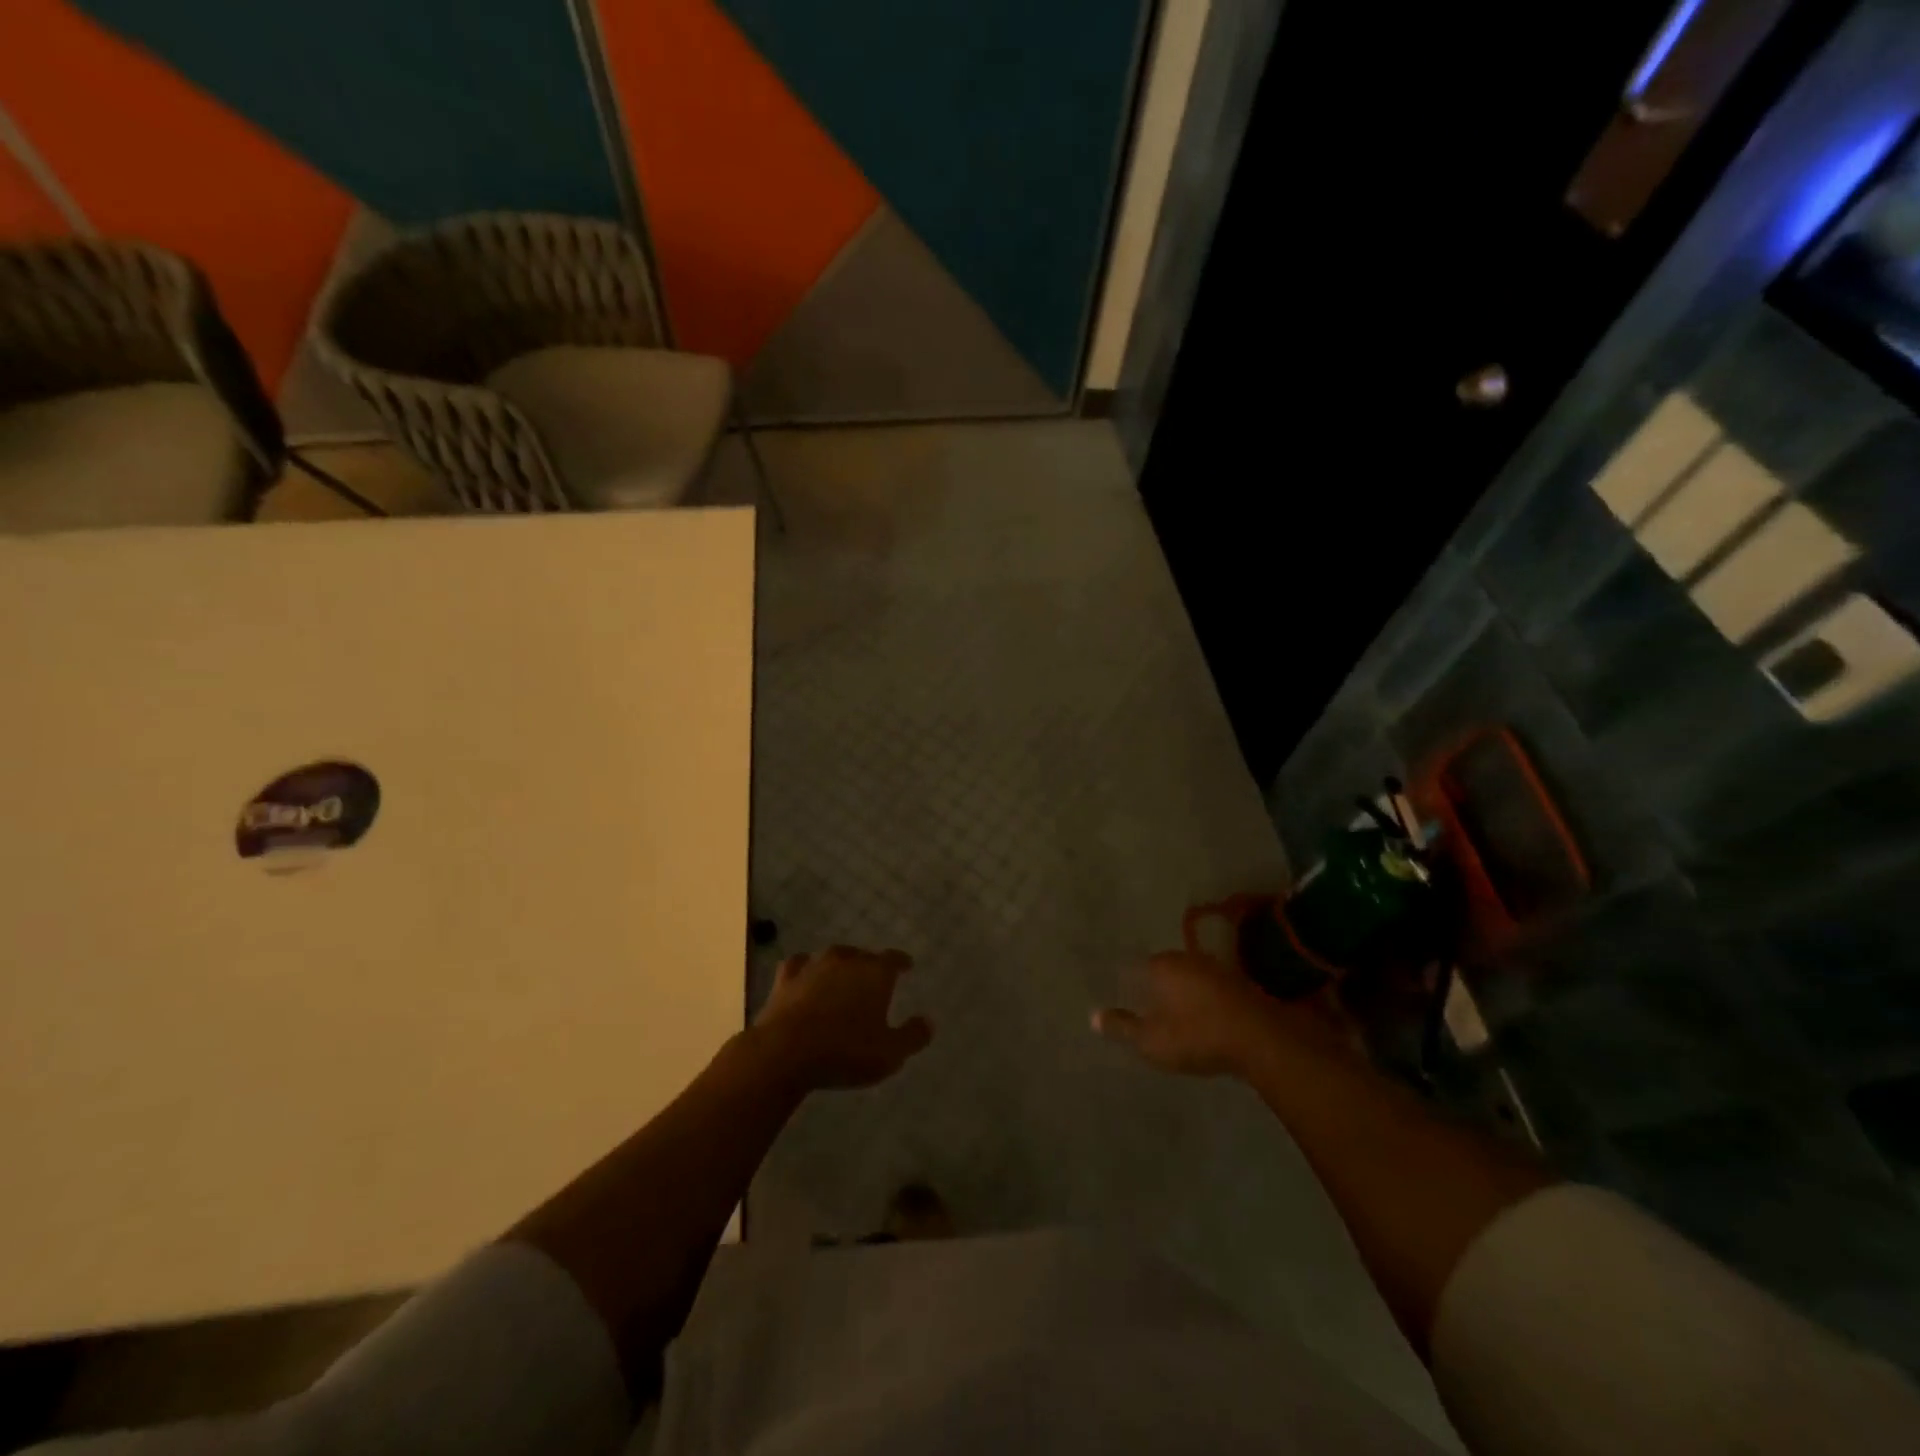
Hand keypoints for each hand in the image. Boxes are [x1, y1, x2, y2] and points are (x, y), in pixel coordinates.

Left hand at [751, 945, 932, 1090]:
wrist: (785, 1052)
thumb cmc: (845, 1051)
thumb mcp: (889, 1054)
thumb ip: (912, 1036)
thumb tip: (928, 1022)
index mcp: (875, 973)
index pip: (893, 959)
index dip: (901, 962)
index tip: (906, 965)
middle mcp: (846, 961)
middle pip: (863, 956)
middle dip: (870, 965)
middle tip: (874, 979)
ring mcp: (814, 966)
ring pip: (833, 957)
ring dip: (840, 965)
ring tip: (843, 976)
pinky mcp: (786, 978)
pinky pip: (800, 965)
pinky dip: (806, 969)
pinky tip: (805, 976)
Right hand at [1094, 950, 1344, 1076]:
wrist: (1261, 1040)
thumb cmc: (1197, 1036)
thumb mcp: (1151, 1040)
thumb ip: (1122, 1027)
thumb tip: (1093, 1016)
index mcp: (1161, 966)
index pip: (1134, 967)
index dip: (1127, 982)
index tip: (1122, 997)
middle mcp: (1186, 959)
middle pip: (1161, 969)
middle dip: (1153, 985)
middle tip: (1146, 1007)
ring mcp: (1215, 969)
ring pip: (1187, 977)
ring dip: (1180, 993)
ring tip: (1174, 1015)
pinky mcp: (1239, 984)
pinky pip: (1209, 989)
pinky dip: (1202, 1000)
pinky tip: (1202, 1018)